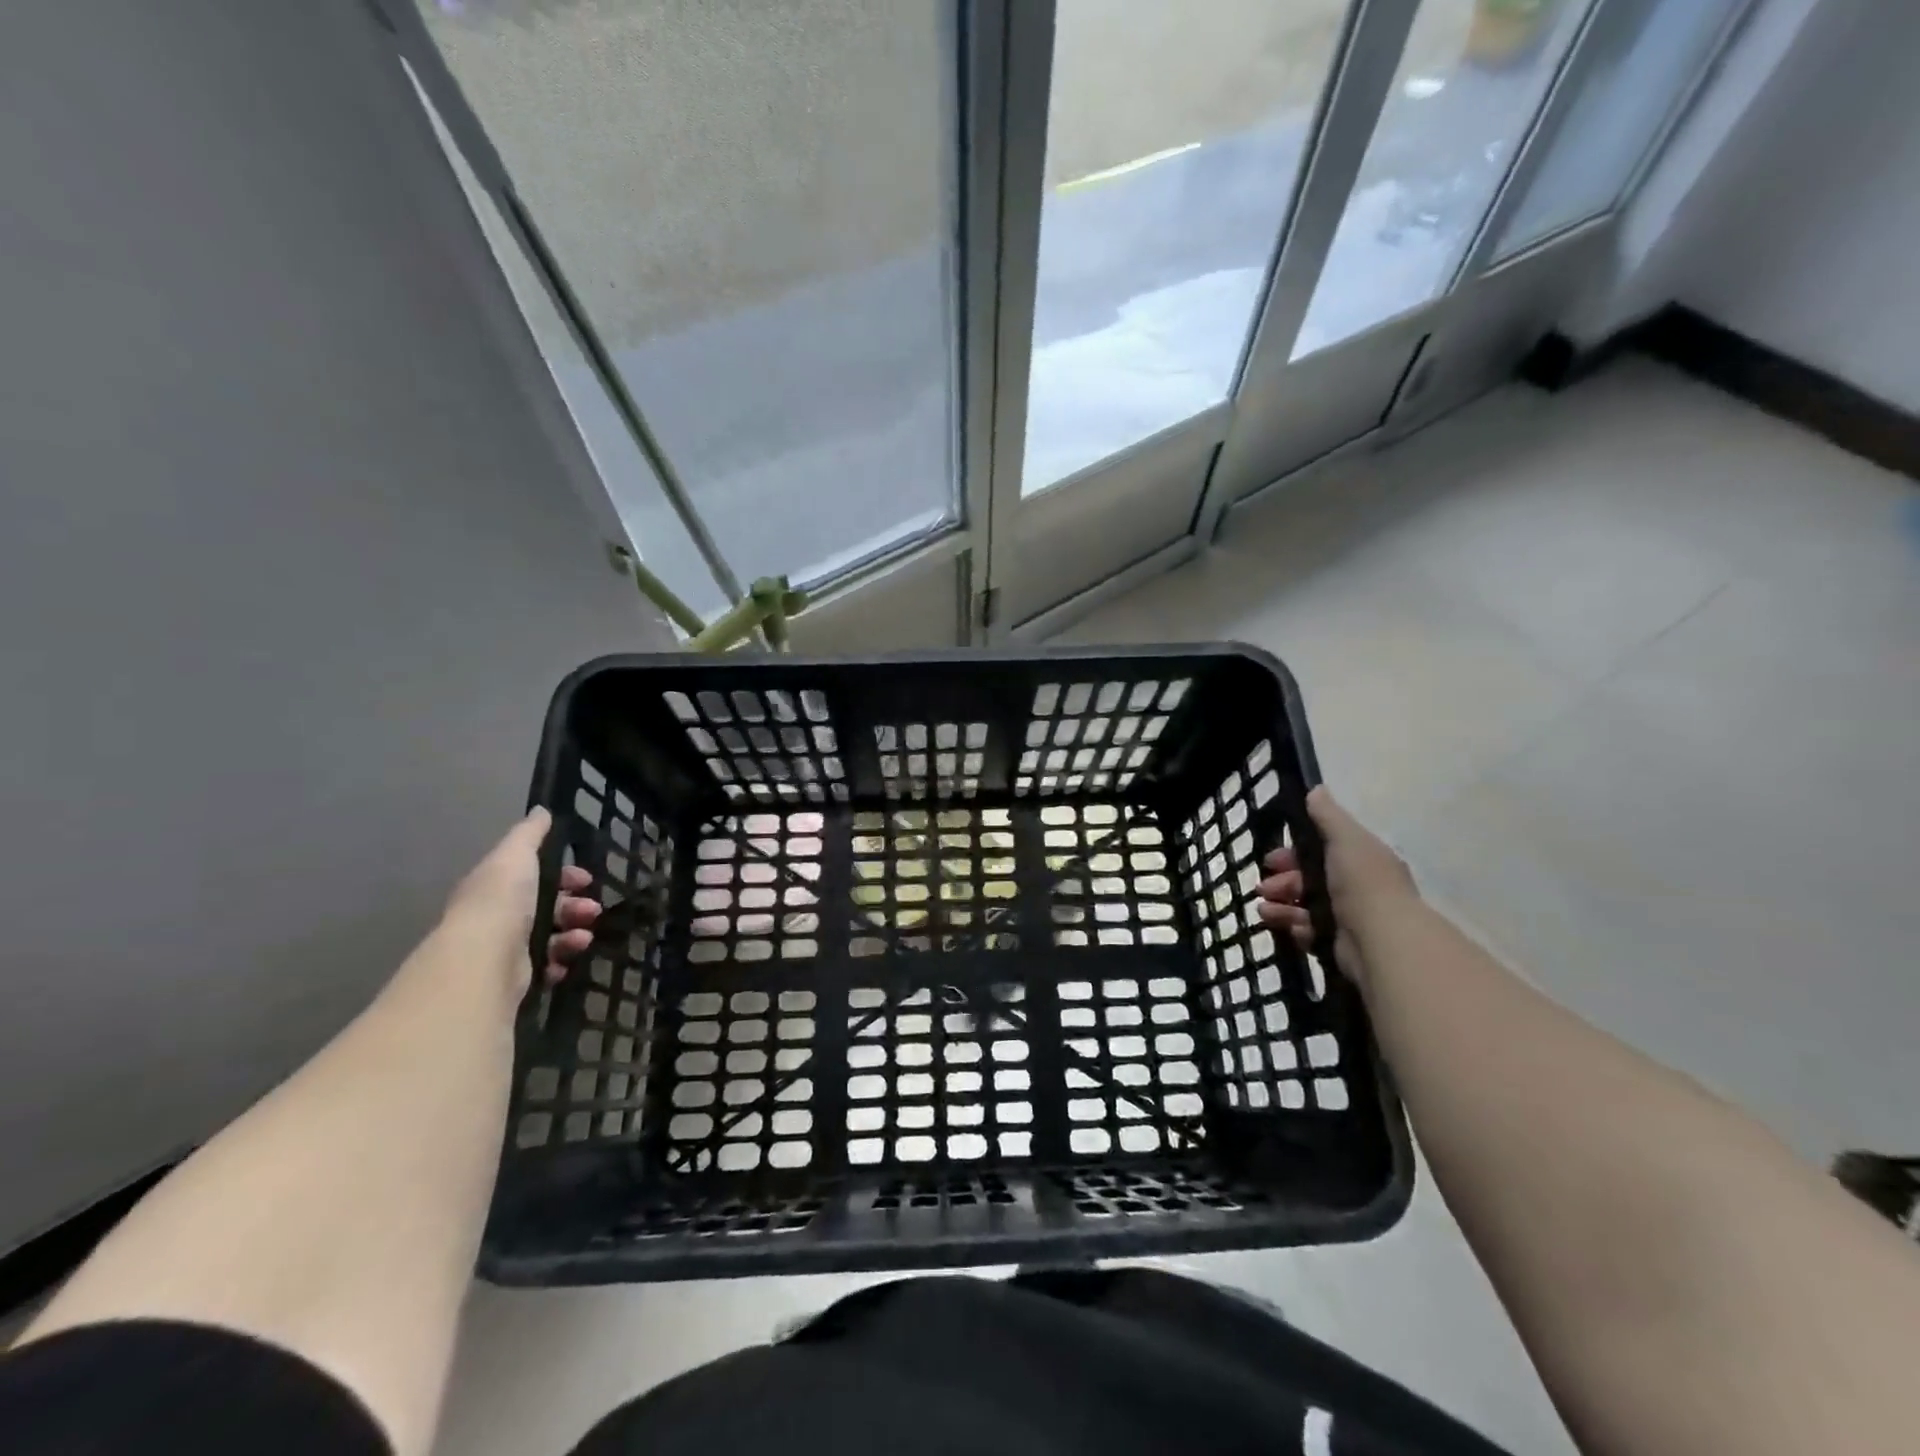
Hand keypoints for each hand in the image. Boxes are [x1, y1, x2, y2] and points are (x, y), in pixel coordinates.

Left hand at [443, 808, 601, 993]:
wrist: (484, 959)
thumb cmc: (501, 900)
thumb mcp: (515, 856)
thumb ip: (529, 834)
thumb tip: (542, 811)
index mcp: (496, 886)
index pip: (535, 875)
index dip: (564, 875)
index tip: (585, 879)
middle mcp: (498, 915)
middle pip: (548, 906)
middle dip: (576, 906)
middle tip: (593, 909)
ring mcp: (505, 947)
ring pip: (551, 935)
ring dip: (574, 933)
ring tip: (583, 936)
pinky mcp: (515, 976)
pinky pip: (547, 964)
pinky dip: (560, 959)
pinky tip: (565, 959)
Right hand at [1256, 786, 1417, 989]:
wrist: (1381, 941)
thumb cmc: (1362, 883)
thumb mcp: (1345, 839)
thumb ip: (1327, 815)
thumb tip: (1315, 789)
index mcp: (1361, 860)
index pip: (1321, 851)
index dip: (1293, 853)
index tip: (1271, 859)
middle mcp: (1357, 887)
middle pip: (1309, 880)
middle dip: (1282, 882)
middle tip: (1262, 888)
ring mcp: (1349, 918)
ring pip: (1305, 907)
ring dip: (1282, 906)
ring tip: (1264, 912)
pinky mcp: (1341, 945)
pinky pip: (1311, 933)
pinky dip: (1298, 929)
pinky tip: (1293, 929)